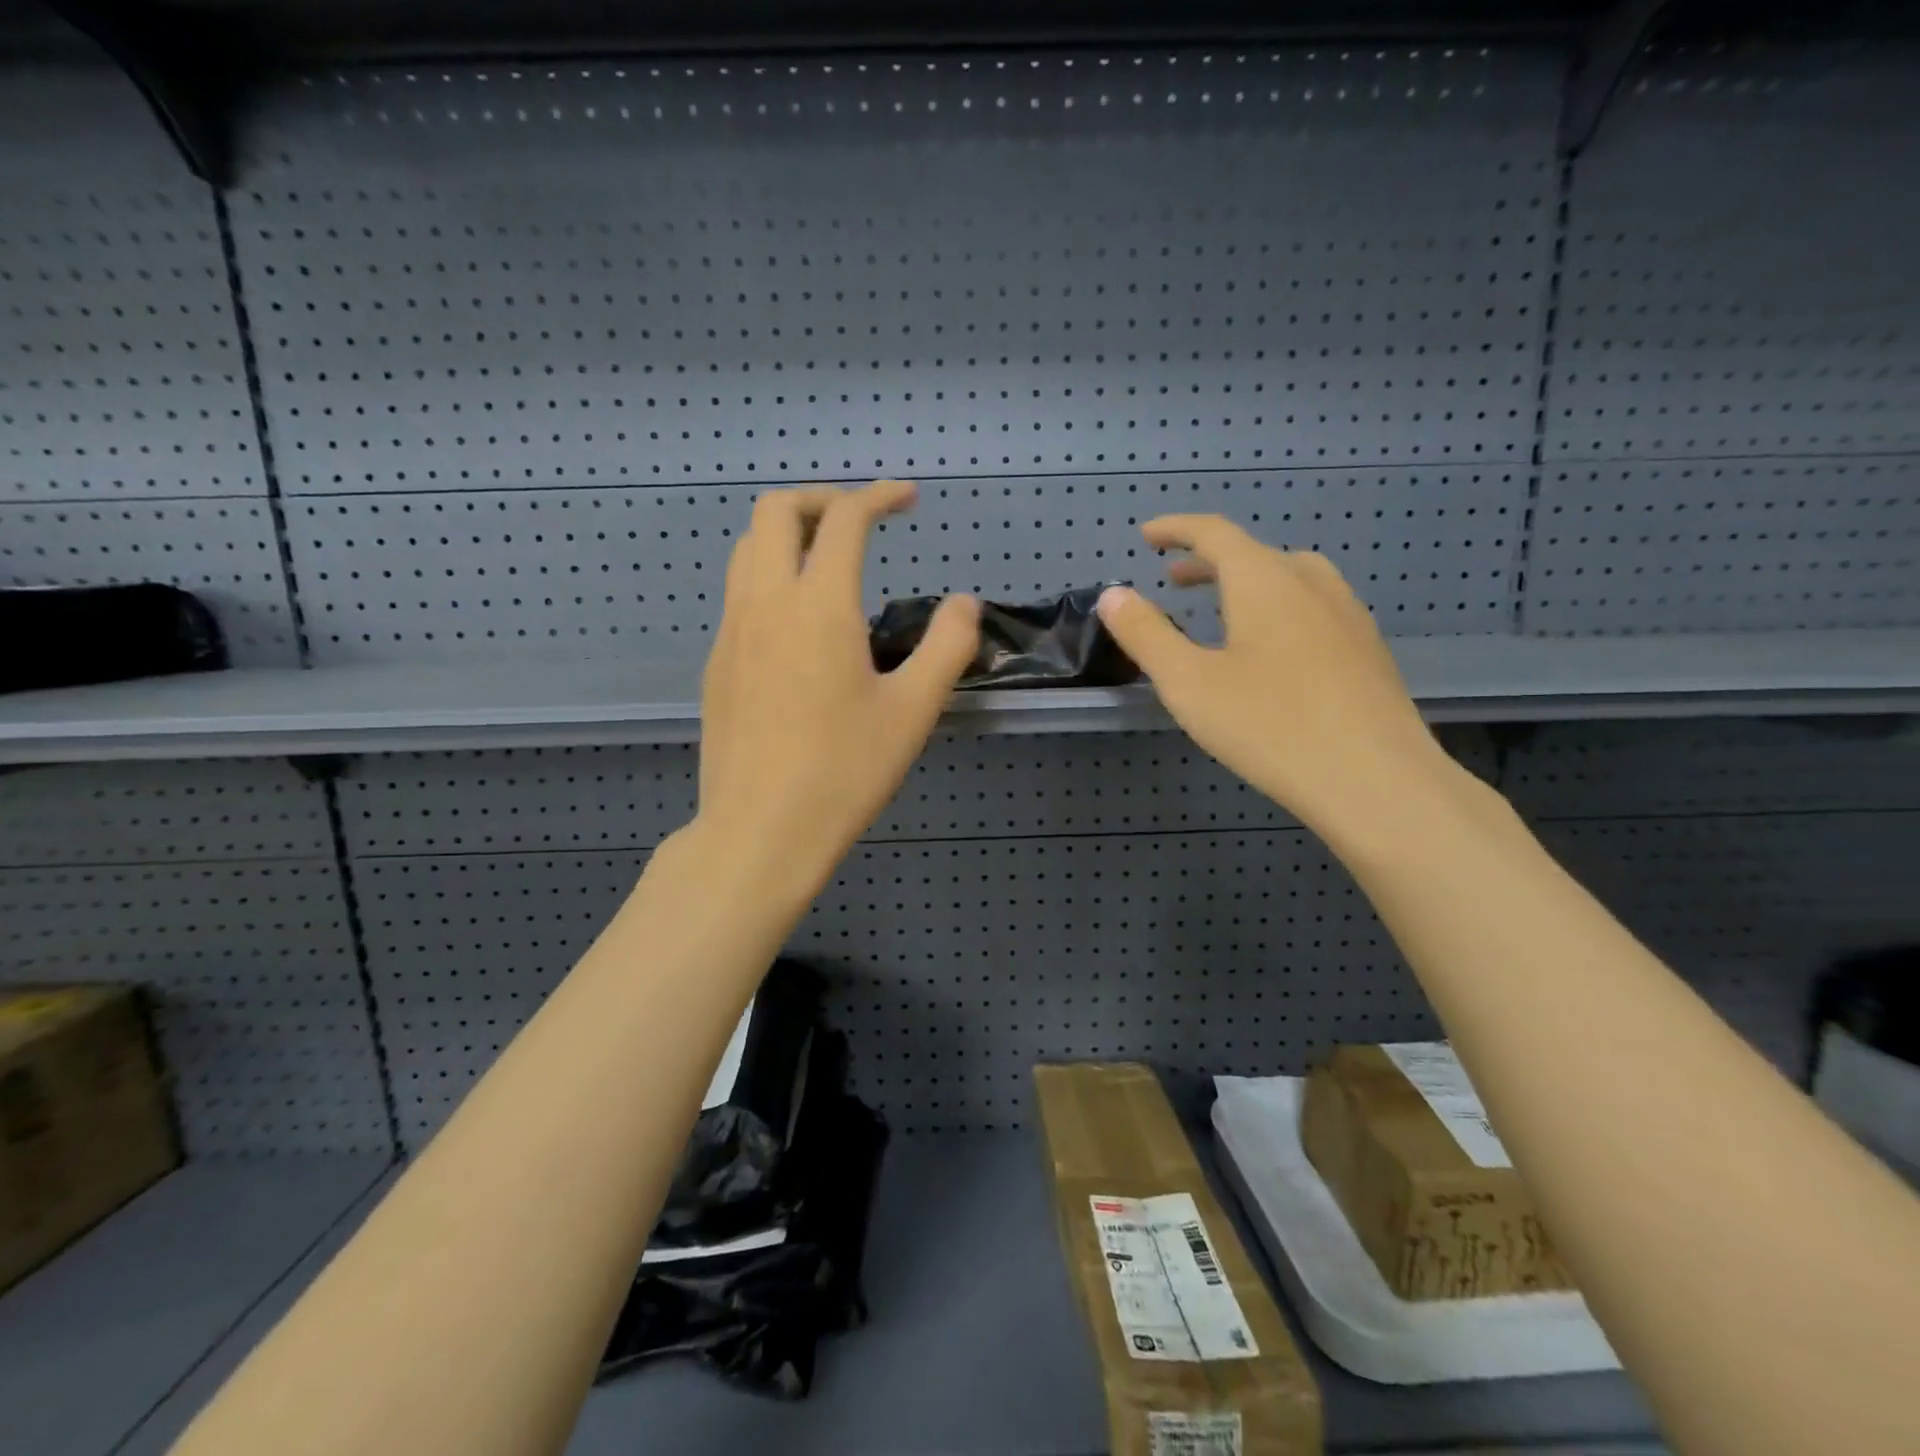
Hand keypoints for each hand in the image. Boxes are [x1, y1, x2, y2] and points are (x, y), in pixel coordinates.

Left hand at [693, 480, 979, 901]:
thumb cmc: (844, 772)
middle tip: (861, 520)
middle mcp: (765, 602)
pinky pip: (738, 594)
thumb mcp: (912, 711)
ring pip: (747, 549)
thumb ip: (946, 647)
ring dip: (788, 534)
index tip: (908, 498)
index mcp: (819, 606)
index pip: (844, 518)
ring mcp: (731, 632)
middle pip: (776, 510)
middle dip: (822, 499)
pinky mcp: (716, 663)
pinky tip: (799, 625)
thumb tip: (964, 603)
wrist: (761, 831)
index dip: (879, 496)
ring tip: (828, 562)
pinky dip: (770, 577)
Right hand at [1096, 516, 1458, 845]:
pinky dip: (1277, 607)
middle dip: (1208, 561)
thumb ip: (1146, 635)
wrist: (1377, 781)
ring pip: (1289, 578)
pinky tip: (1272, 651)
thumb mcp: (1189, 683)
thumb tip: (1113, 594)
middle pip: (1253, 554)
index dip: (1176, 529)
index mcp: (1265, 580)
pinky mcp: (1366, 650)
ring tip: (1222, 609)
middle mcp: (1311, 583)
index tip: (1147, 535)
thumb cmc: (1271, 726)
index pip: (1214, 533)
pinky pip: (1312, 607)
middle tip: (1174, 579)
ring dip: (1246, 583)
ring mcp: (1347, 615)